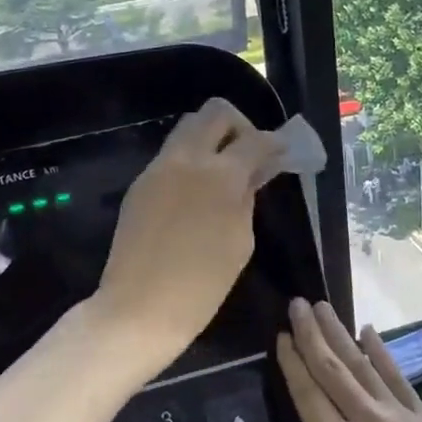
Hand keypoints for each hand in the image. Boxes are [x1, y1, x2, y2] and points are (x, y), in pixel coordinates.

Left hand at [93, 99, 285, 370]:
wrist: (138, 308)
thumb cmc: (201, 285)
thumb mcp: (240, 242)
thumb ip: (247, 199)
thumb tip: (252, 174)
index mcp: (220, 175)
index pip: (255, 140)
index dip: (275, 143)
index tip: (283, 153)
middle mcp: (187, 159)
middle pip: (215, 112)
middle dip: (239, 125)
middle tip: (249, 154)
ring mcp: (158, 168)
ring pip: (188, 128)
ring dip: (211, 138)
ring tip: (224, 172)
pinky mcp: (140, 184)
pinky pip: (170, 155)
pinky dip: (190, 160)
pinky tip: (198, 192)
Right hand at [277, 299, 421, 421]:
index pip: (308, 394)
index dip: (292, 363)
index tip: (280, 335)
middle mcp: (366, 421)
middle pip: (332, 369)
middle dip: (311, 334)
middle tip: (297, 304)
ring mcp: (400, 416)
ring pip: (362, 364)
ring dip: (340, 333)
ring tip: (323, 307)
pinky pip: (397, 378)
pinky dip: (381, 352)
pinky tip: (368, 332)